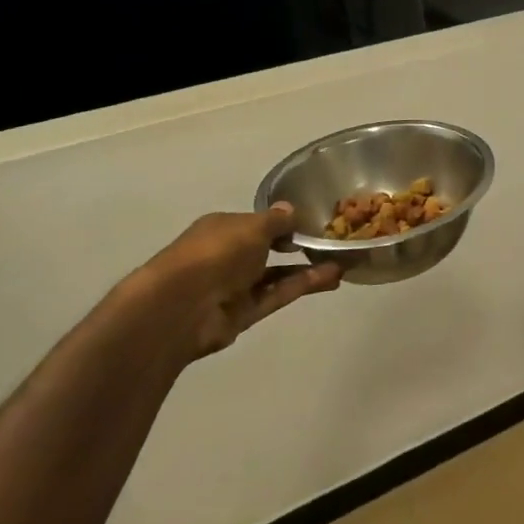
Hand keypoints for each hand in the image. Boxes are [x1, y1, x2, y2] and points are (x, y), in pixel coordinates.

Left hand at [126, 204, 342, 359]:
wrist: (180, 308)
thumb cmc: (215, 253)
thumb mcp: (252, 227)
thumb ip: (277, 220)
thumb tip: (292, 210)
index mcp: (222, 229)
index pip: (257, 223)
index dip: (284, 222)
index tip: (314, 221)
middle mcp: (227, 256)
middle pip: (268, 249)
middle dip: (298, 246)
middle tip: (332, 243)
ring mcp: (235, 286)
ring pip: (277, 274)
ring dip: (308, 268)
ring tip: (342, 262)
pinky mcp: (244, 313)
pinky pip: (278, 294)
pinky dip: (303, 285)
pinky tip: (332, 277)